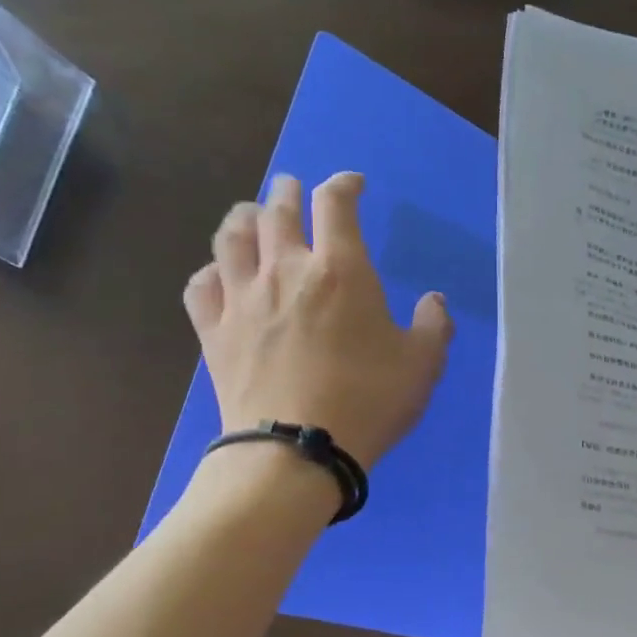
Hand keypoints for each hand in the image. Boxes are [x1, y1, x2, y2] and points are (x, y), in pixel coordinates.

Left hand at [184, 172, 452, 469]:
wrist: (296, 451)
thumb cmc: (368, 402)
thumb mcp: (422, 365)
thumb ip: (433, 325)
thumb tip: (433, 301)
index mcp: (341, 270)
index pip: (335, 203)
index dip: (344, 184)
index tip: (353, 185)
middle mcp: (286, 270)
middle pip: (278, 209)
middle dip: (289, 192)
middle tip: (294, 190)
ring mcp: (243, 298)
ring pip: (232, 235)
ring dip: (245, 218)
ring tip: (253, 217)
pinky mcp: (214, 331)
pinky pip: (202, 283)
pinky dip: (213, 270)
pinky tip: (221, 276)